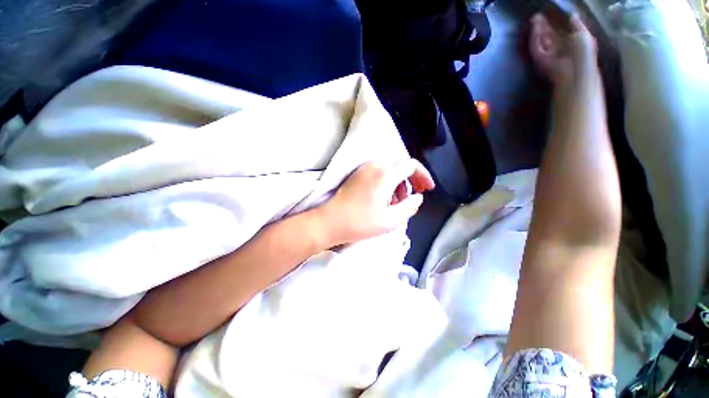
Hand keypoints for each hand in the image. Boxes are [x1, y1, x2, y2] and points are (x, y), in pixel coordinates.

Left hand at [314, 159, 434, 245]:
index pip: (411, 165)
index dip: (423, 175)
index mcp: (385, 175)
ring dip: (399, 181)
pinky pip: (378, 171)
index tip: (428, 189)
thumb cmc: (360, 223)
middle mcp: (374, 166)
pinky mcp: (356, 174)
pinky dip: (387, 181)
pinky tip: (385, 197)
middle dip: (412, 179)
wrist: (329, 222)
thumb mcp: (390, 220)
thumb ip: (409, 207)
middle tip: (415, 195)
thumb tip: (418, 197)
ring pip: (389, 168)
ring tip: (398, 201)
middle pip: (401, 165)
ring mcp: (363, 168)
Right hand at [529, 13, 596, 83]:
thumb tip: (572, 15)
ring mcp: (547, 54)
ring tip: (535, 17)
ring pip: (540, 39)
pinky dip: (534, 35)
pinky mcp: (538, 59)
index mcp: (569, 44)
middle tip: (540, 15)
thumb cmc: (584, 54)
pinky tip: (534, 26)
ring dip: (538, 29)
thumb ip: (578, 25)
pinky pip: (534, 46)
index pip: (560, 32)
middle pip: (549, 35)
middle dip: (545, 25)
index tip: (552, 13)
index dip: (556, 23)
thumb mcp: (585, 35)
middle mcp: (557, 49)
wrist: (574, 71)